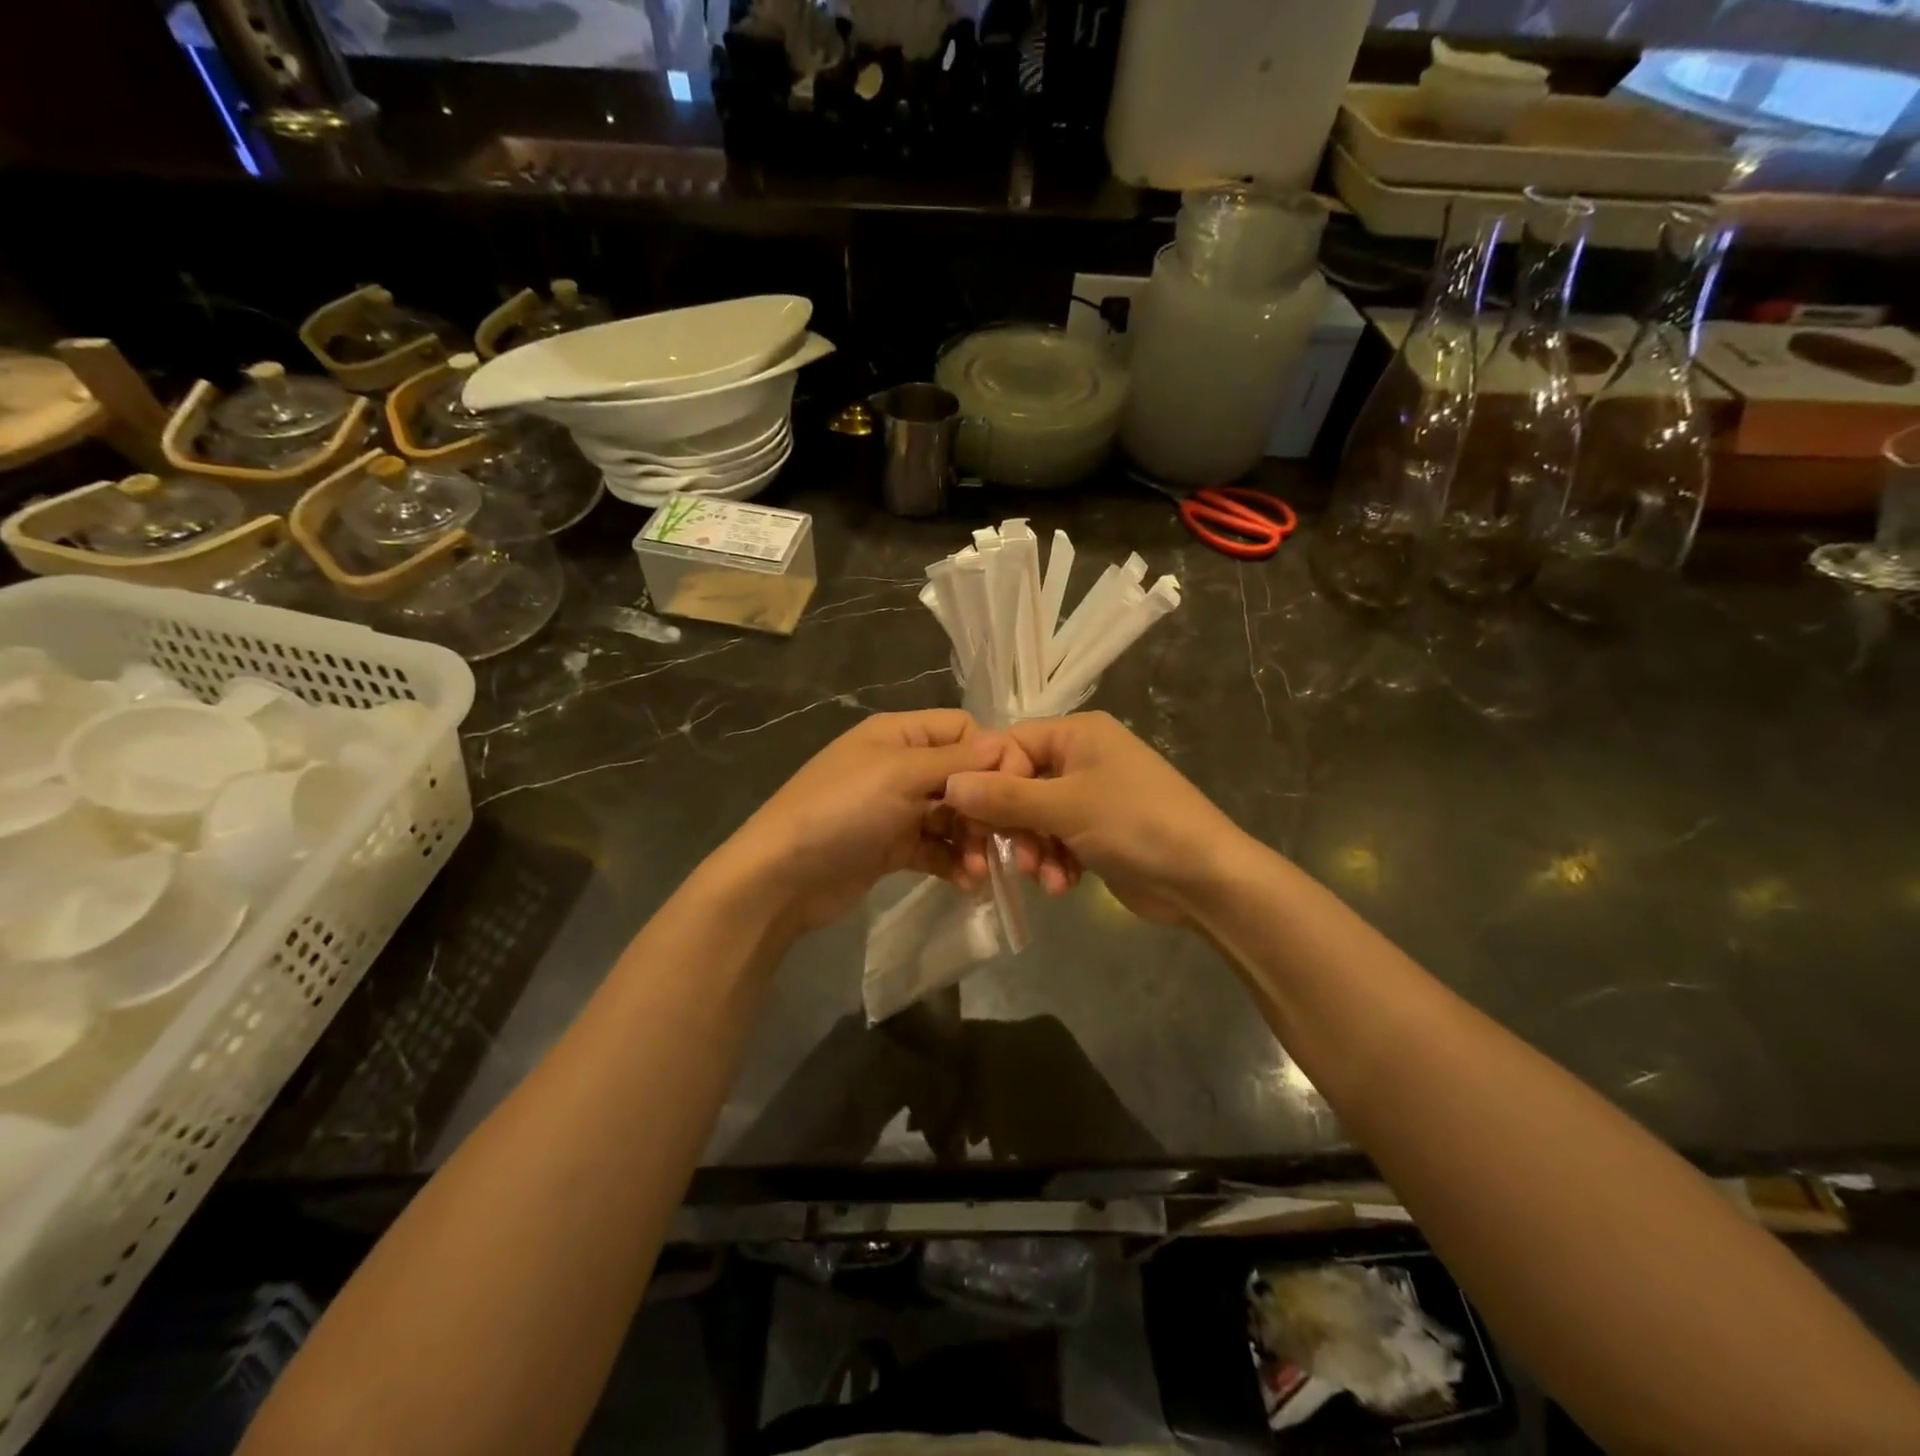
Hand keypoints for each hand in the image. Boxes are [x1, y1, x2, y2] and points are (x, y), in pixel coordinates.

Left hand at [724, 710, 1024, 933]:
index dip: (993, 755)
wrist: (782, 877)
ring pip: (954, 816)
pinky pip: (937, 848)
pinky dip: (954, 862)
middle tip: (1004, 839)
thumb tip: (1006, 743)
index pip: (963, 729)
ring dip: (973, 841)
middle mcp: (901, 766)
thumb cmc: (842, 811)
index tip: (1015, 789)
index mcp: (900, 734)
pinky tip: (967, 883)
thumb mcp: (899, 775)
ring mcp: (897, 809)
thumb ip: (956, 760)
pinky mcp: (894, 847)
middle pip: (963, 776)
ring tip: (981, 869)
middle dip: (986, 806)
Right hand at [943, 712, 1245, 923]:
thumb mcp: (1066, 806)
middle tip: (1001, 857)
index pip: (1010, 745)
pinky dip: (1054, 862)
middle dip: (1011, 824)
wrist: (1204, 879)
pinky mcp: (1098, 831)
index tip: (972, 817)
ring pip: (1036, 817)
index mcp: (1078, 733)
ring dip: (1032, 849)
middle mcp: (1083, 757)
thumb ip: (1005, 796)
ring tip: (1042, 876)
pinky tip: (1061, 885)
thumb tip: (949, 783)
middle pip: (1020, 784)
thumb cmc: (1135, 824)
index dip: (988, 780)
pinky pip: (1057, 839)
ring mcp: (1092, 796)